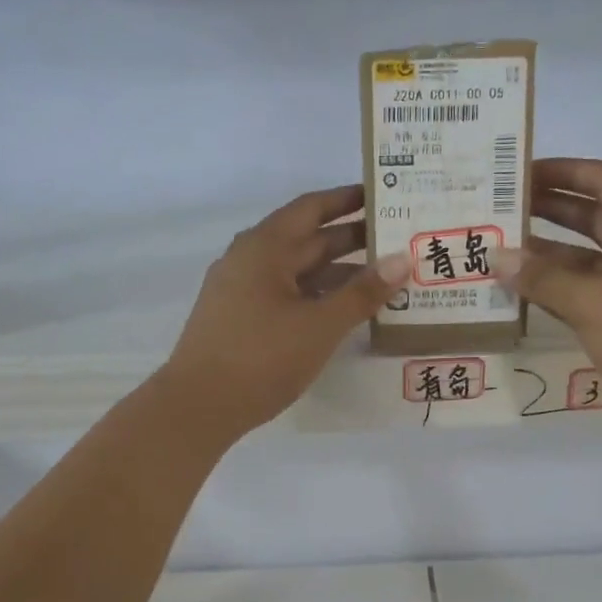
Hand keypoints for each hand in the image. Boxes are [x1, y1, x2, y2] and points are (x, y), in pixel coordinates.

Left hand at [160, 185, 410, 439]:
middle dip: (352, 239)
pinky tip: (345, 311)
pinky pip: (287, 295)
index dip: (348, 199)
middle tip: (398, 239)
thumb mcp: (320, 325)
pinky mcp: (241, 320)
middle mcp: (250, 260)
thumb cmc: (261, 357)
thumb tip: (403, 259)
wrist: (198, 407)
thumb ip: (363, 293)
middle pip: (307, 239)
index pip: (312, 208)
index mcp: (265, 247)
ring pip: (298, 272)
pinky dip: (318, 297)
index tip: (383, 194)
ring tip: (384, 278)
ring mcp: (242, 291)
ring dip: (338, 273)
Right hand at [496, 159, 601, 463]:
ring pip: (584, 260)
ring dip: (545, 254)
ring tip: (497, 249)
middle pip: (592, 217)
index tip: (519, 171)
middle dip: (547, 210)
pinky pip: (583, 295)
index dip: (563, 171)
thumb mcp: (595, 302)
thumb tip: (497, 257)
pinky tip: (517, 292)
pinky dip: (553, 291)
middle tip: (498, 207)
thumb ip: (543, 278)